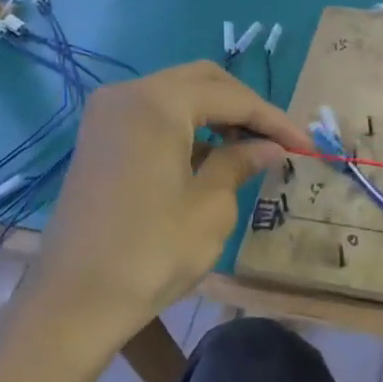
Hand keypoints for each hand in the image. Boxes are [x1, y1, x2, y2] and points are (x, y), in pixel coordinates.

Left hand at [33, 61, 309, 342]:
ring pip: (176, 96)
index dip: (274, 120)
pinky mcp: (98, 139)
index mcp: (158, 103)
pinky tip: (210, 157)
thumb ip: (240, 163)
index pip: (232, 97)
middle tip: (277, 141)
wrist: (75, 300)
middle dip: (245, 108)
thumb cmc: (152, 252)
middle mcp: (127, 94)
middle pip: (202, 82)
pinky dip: (186, 128)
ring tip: (250, 150)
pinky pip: (152, 117)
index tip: (307, 145)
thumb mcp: (210, 208)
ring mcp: (107, 115)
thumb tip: (269, 147)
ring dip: (216, 116)